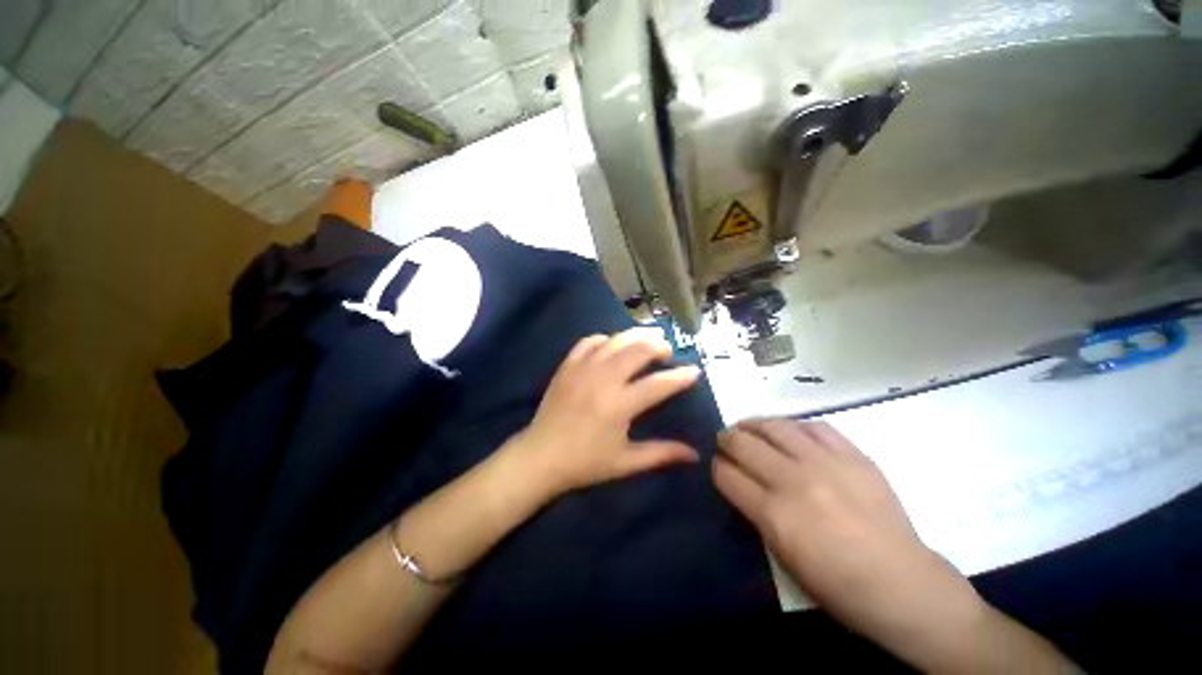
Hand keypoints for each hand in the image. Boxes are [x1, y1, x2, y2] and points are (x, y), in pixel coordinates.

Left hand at [509, 328, 701, 496]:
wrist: (540, 457)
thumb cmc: (585, 463)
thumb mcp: (625, 463)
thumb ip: (661, 454)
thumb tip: (695, 454)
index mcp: (619, 405)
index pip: (658, 384)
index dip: (680, 376)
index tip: (695, 370)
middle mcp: (603, 380)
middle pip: (637, 350)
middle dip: (658, 345)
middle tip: (667, 350)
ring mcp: (583, 369)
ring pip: (615, 340)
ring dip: (636, 335)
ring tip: (649, 337)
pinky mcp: (567, 366)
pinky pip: (589, 342)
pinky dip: (605, 339)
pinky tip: (612, 343)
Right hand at [713, 420, 990, 670]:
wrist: (902, 584)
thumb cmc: (837, 584)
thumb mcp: (783, 556)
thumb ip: (757, 513)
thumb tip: (742, 484)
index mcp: (773, 513)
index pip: (727, 475)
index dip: (717, 467)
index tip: (717, 464)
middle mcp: (793, 480)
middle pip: (743, 444)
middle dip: (727, 439)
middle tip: (724, 438)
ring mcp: (825, 463)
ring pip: (775, 427)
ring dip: (754, 424)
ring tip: (748, 426)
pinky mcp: (853, 455)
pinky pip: (815, 427)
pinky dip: (795, 426)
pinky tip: (790, 431)